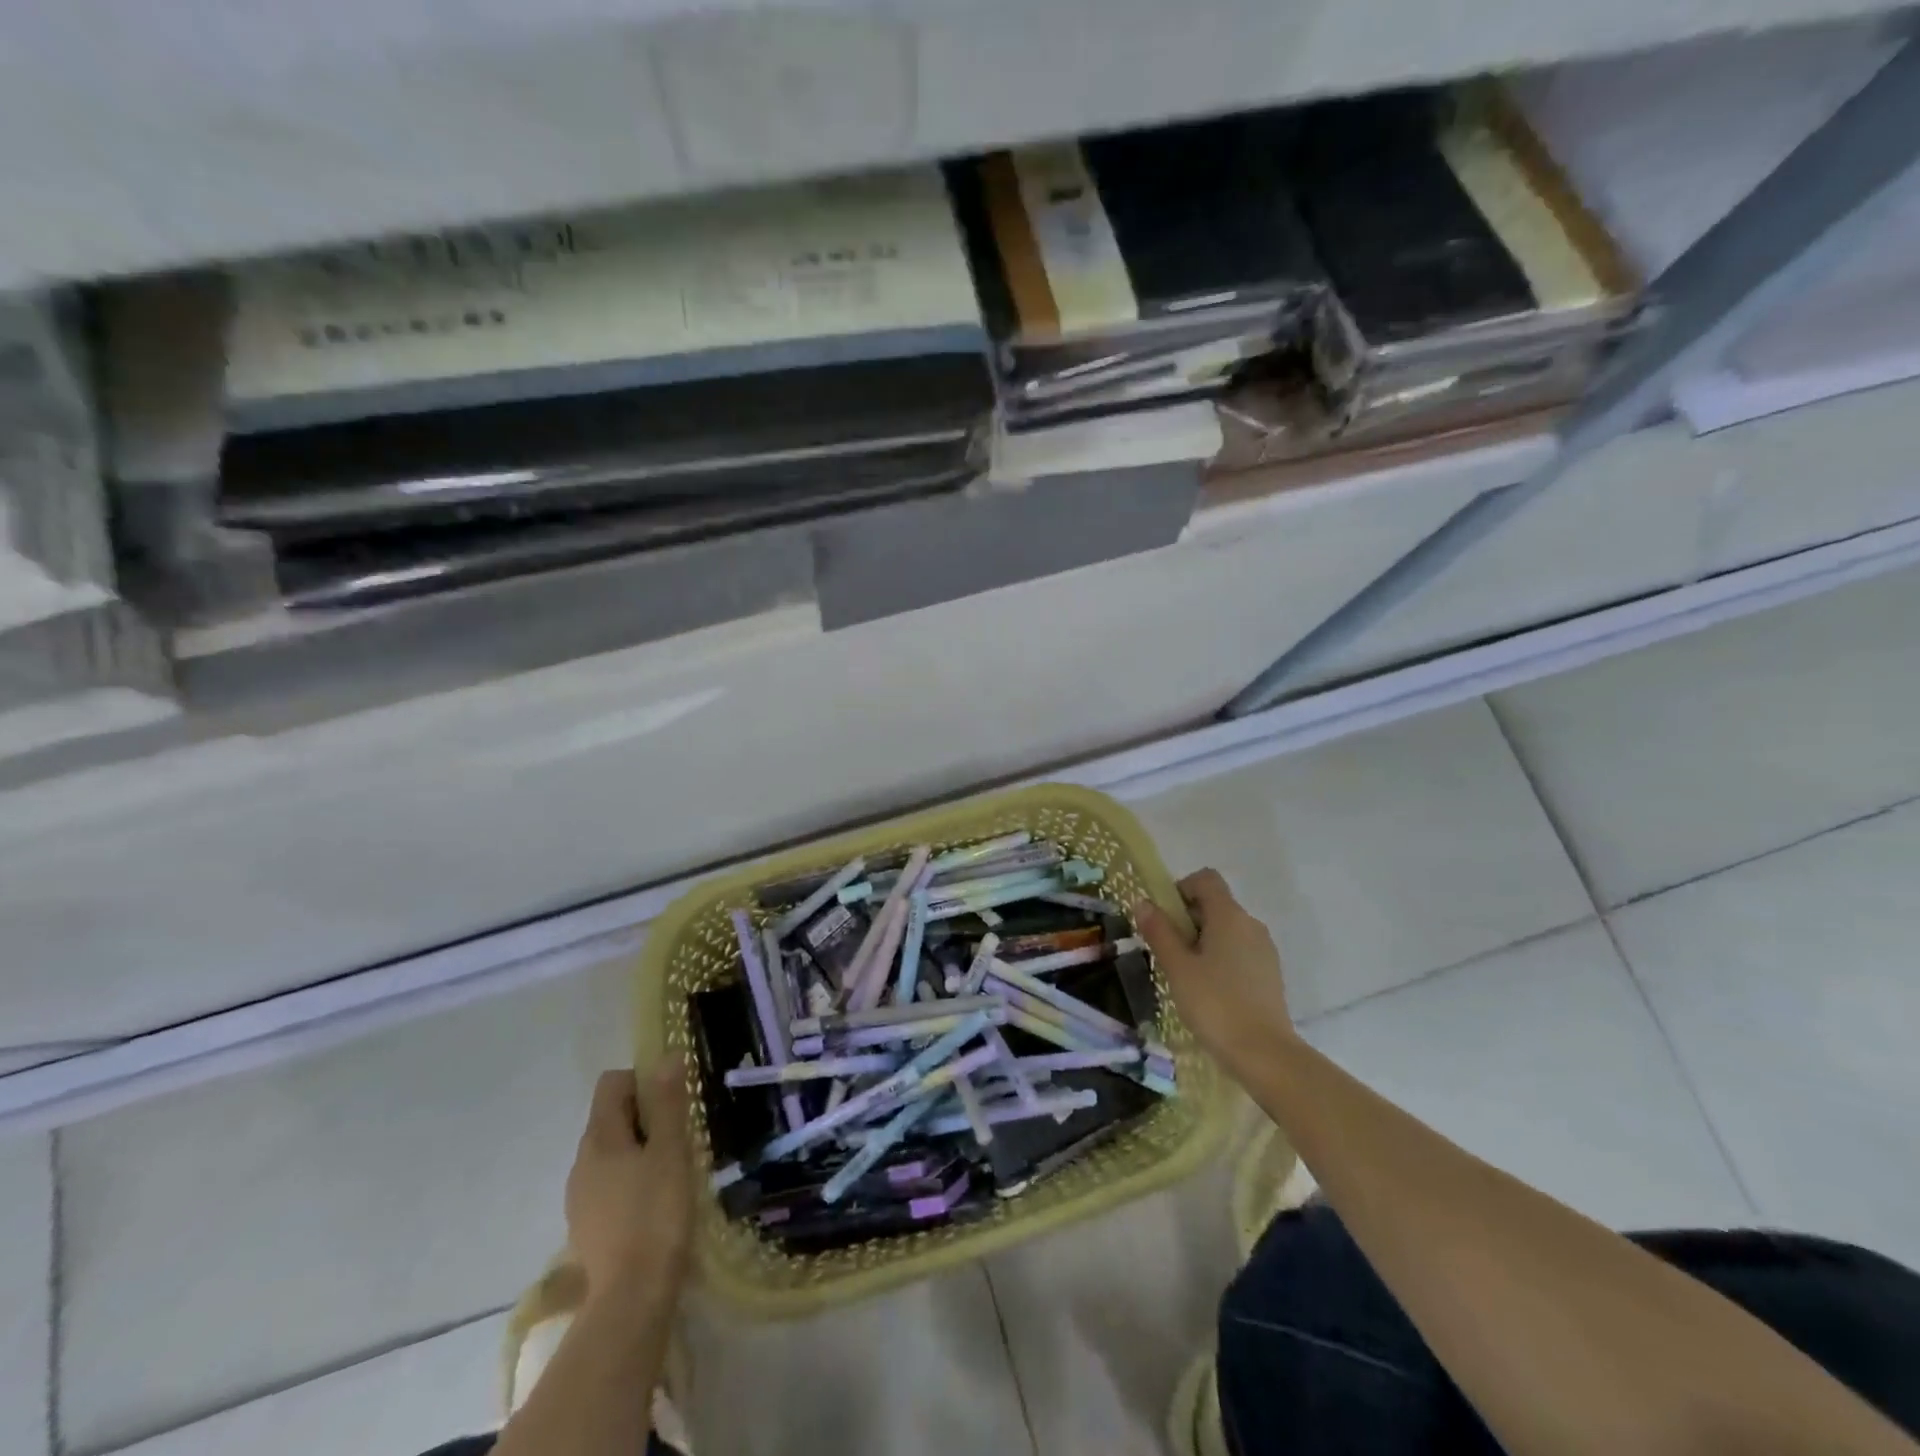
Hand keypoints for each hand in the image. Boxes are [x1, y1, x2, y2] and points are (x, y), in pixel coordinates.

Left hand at [565, 1064, 693, 1300]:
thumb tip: (666, 1057)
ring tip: (672, 1169)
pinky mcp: (587, 1226)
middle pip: (610, 1116)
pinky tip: (654, 1202)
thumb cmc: (656, 1213)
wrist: (631, 1299)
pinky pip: (608, 1182)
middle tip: (680, 1136)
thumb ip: (668, 1103)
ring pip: (611, 1151)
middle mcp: (581, 1161)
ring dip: (639, 1149)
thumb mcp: (671, 1152)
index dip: (643, 1081)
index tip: (673, 1102)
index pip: (612, 1083)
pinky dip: (630, 1179)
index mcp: (599, 1138)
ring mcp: (579, 1197)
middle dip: (645, 1116)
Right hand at [1136, 868, 1294, 1079]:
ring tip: (1186, 975)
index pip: (1205, 879)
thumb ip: (1159, 931)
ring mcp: (1264, 949)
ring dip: (1203, 941)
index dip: (1181, 889)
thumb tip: (1143, 902)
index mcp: (1229, 915)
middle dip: (1187, 919)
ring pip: (1227, 929)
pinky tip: (1210, 991)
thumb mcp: (1177, 967)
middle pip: (1215, 904)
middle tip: (1168, 952)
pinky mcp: (1270, 973)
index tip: (1164, 918)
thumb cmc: (1215, 1004)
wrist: (1265, 1054)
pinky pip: (1239, 950)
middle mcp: (1251, 924)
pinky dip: (1221, 958)